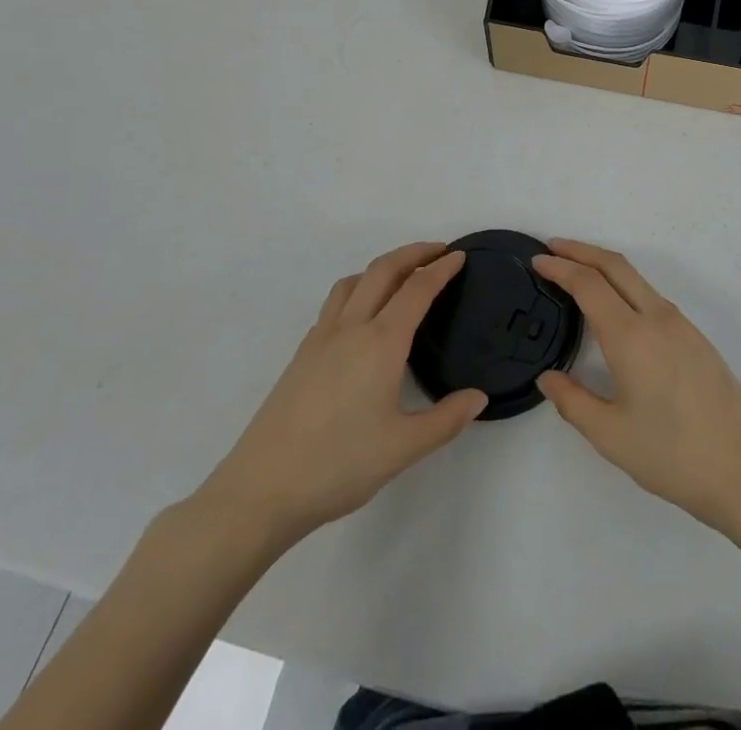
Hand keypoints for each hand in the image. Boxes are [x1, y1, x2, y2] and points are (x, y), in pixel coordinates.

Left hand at [189, 243, 485, 554]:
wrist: (261, 489)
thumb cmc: (338, 465)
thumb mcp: (403, 449)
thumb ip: (446, 420)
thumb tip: (479, 397)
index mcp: (381, 342)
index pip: (417, 289)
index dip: (441, 268)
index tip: (459, 256)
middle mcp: (351, 328)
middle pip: (383, 270)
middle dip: (413, 253)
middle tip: (438, 251)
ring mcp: (321, 338)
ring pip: (353, 282)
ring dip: (381, 267)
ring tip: (401, 277)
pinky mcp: (302, 355)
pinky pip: (334, 304)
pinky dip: (357, 292)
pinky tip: (361, 319)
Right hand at [534, 239, 740, 530]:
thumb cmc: (673, 455)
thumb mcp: (611, 436)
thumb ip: (573, 401)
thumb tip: (548, 377)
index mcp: (631, 336)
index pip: (588, 284)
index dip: (560, 267)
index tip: (537, 260)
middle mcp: (657, 317)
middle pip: (615, 266)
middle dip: (581, 250)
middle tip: (552, 248)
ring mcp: (681, 325)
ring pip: (636, 278)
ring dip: (604, 266)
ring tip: (577, 274)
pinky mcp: (696, 337)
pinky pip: (652, 296)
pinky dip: (624, 286)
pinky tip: (615, 308)